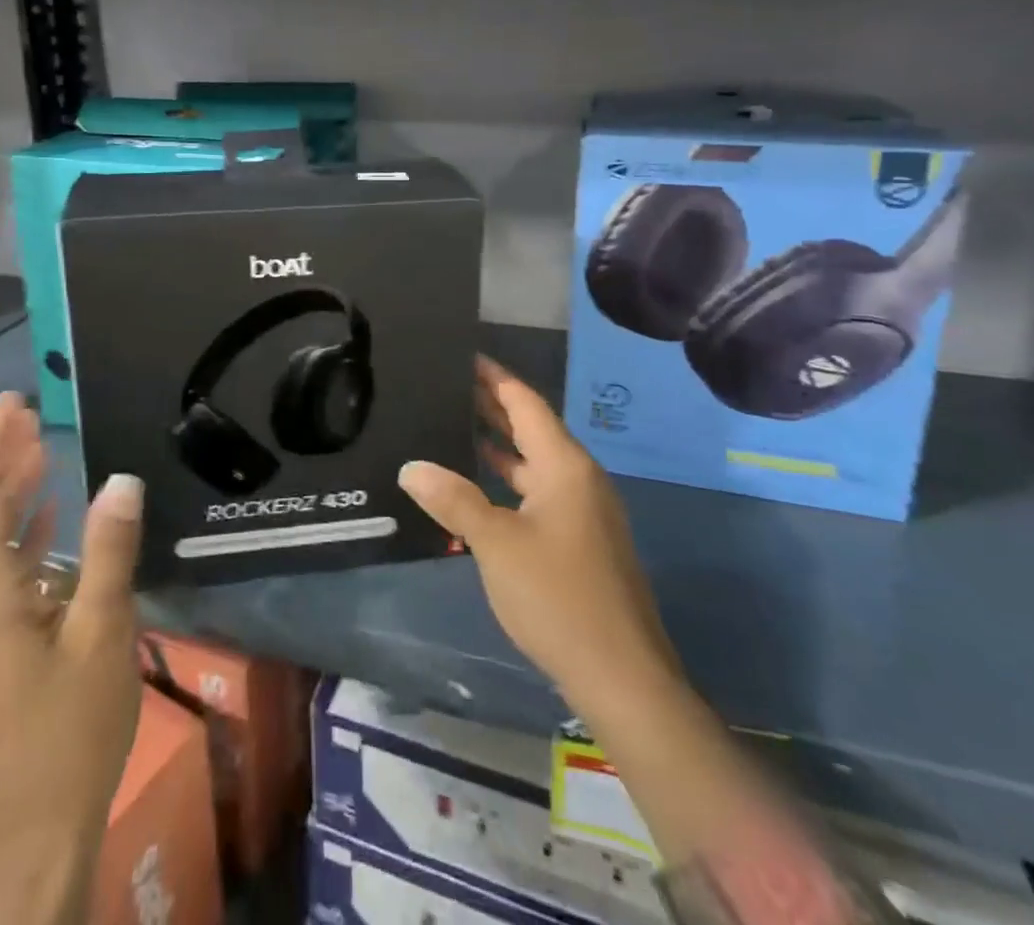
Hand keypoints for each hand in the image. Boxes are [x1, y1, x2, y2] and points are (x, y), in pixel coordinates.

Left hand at [0, 393, 144, 924]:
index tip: (12, 401)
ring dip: (11, 490)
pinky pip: (2, 568)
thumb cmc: (69, 731)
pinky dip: (23, 531)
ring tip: (40, 447)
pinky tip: (51, 516)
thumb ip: (109, 551)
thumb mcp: (101, 633)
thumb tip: (121, 478)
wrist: (36, 833)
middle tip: (28, 411)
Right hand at [398, 357, 680, 717]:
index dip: (494, 377)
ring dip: (498, 445)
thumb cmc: (558, 597)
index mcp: (565, 466)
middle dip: (492, 406)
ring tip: (454, 425)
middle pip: (531, 428)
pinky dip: (508, 480)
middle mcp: (578, 479)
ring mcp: (583, 512)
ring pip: (534, 463)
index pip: (525, 403)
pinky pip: (538, 492)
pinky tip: (478, 487)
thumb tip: (411, 467)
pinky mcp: (580, 541)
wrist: (622, 677)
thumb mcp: (496, 543)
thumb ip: (453, 499)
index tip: (463, 355)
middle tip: (446, 385)